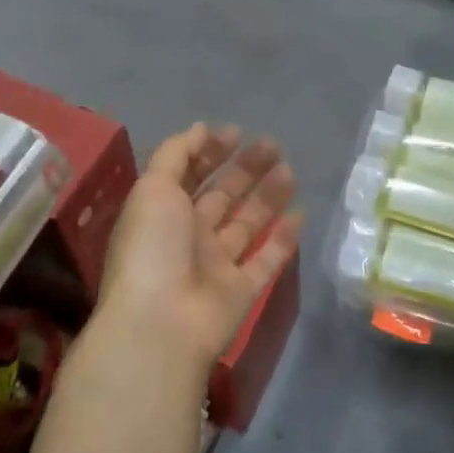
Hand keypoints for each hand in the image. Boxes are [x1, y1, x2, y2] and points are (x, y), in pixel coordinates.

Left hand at [92, 124, 303, 383]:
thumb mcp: (153, 188)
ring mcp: (216, 265)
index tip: (236, 132)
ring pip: (247, 224)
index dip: (209, 152)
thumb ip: (176, 154)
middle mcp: (188, 236)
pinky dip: (283, 239)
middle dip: (245, 169)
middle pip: (222, 196)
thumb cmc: (153, 247)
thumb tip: (201, 129)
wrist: (162, 324)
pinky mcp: (242, 292)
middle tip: (273, 145)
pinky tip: (300, 213)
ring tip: (289, 169)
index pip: (188, 175)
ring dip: (267, 196)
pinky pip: (266, 260)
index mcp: (162, 213)